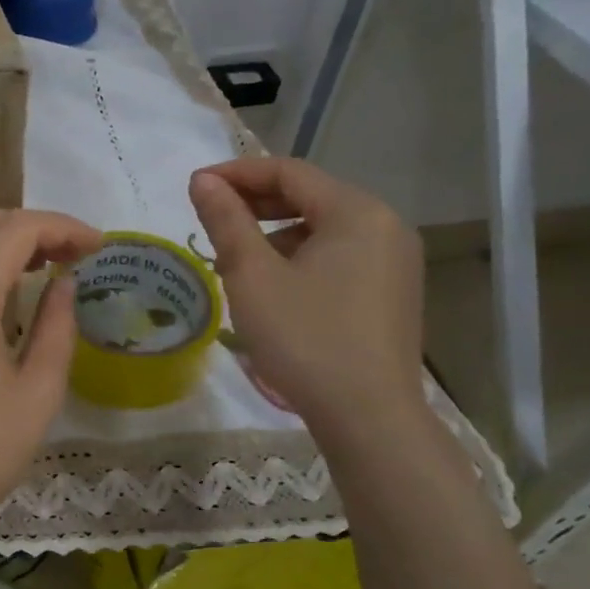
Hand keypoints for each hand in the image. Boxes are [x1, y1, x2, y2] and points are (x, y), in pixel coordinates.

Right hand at [189, 158, 423, 435]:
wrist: (367, 417)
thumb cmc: (304, 338)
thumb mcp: (252, 275)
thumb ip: (226, 220)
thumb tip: (202, 180)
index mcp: (357, 212)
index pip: (289, 172)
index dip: (237, 173)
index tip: (194, 187)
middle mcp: (385, 225)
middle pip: (309, 196)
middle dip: (254, 203)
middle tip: (209, 220)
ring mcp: (395, 261)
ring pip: (323, 228)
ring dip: (274, 233)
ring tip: (235, 260)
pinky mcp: (392, 291)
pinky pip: (338, 255)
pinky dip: (300, 257)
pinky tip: (272, 286)